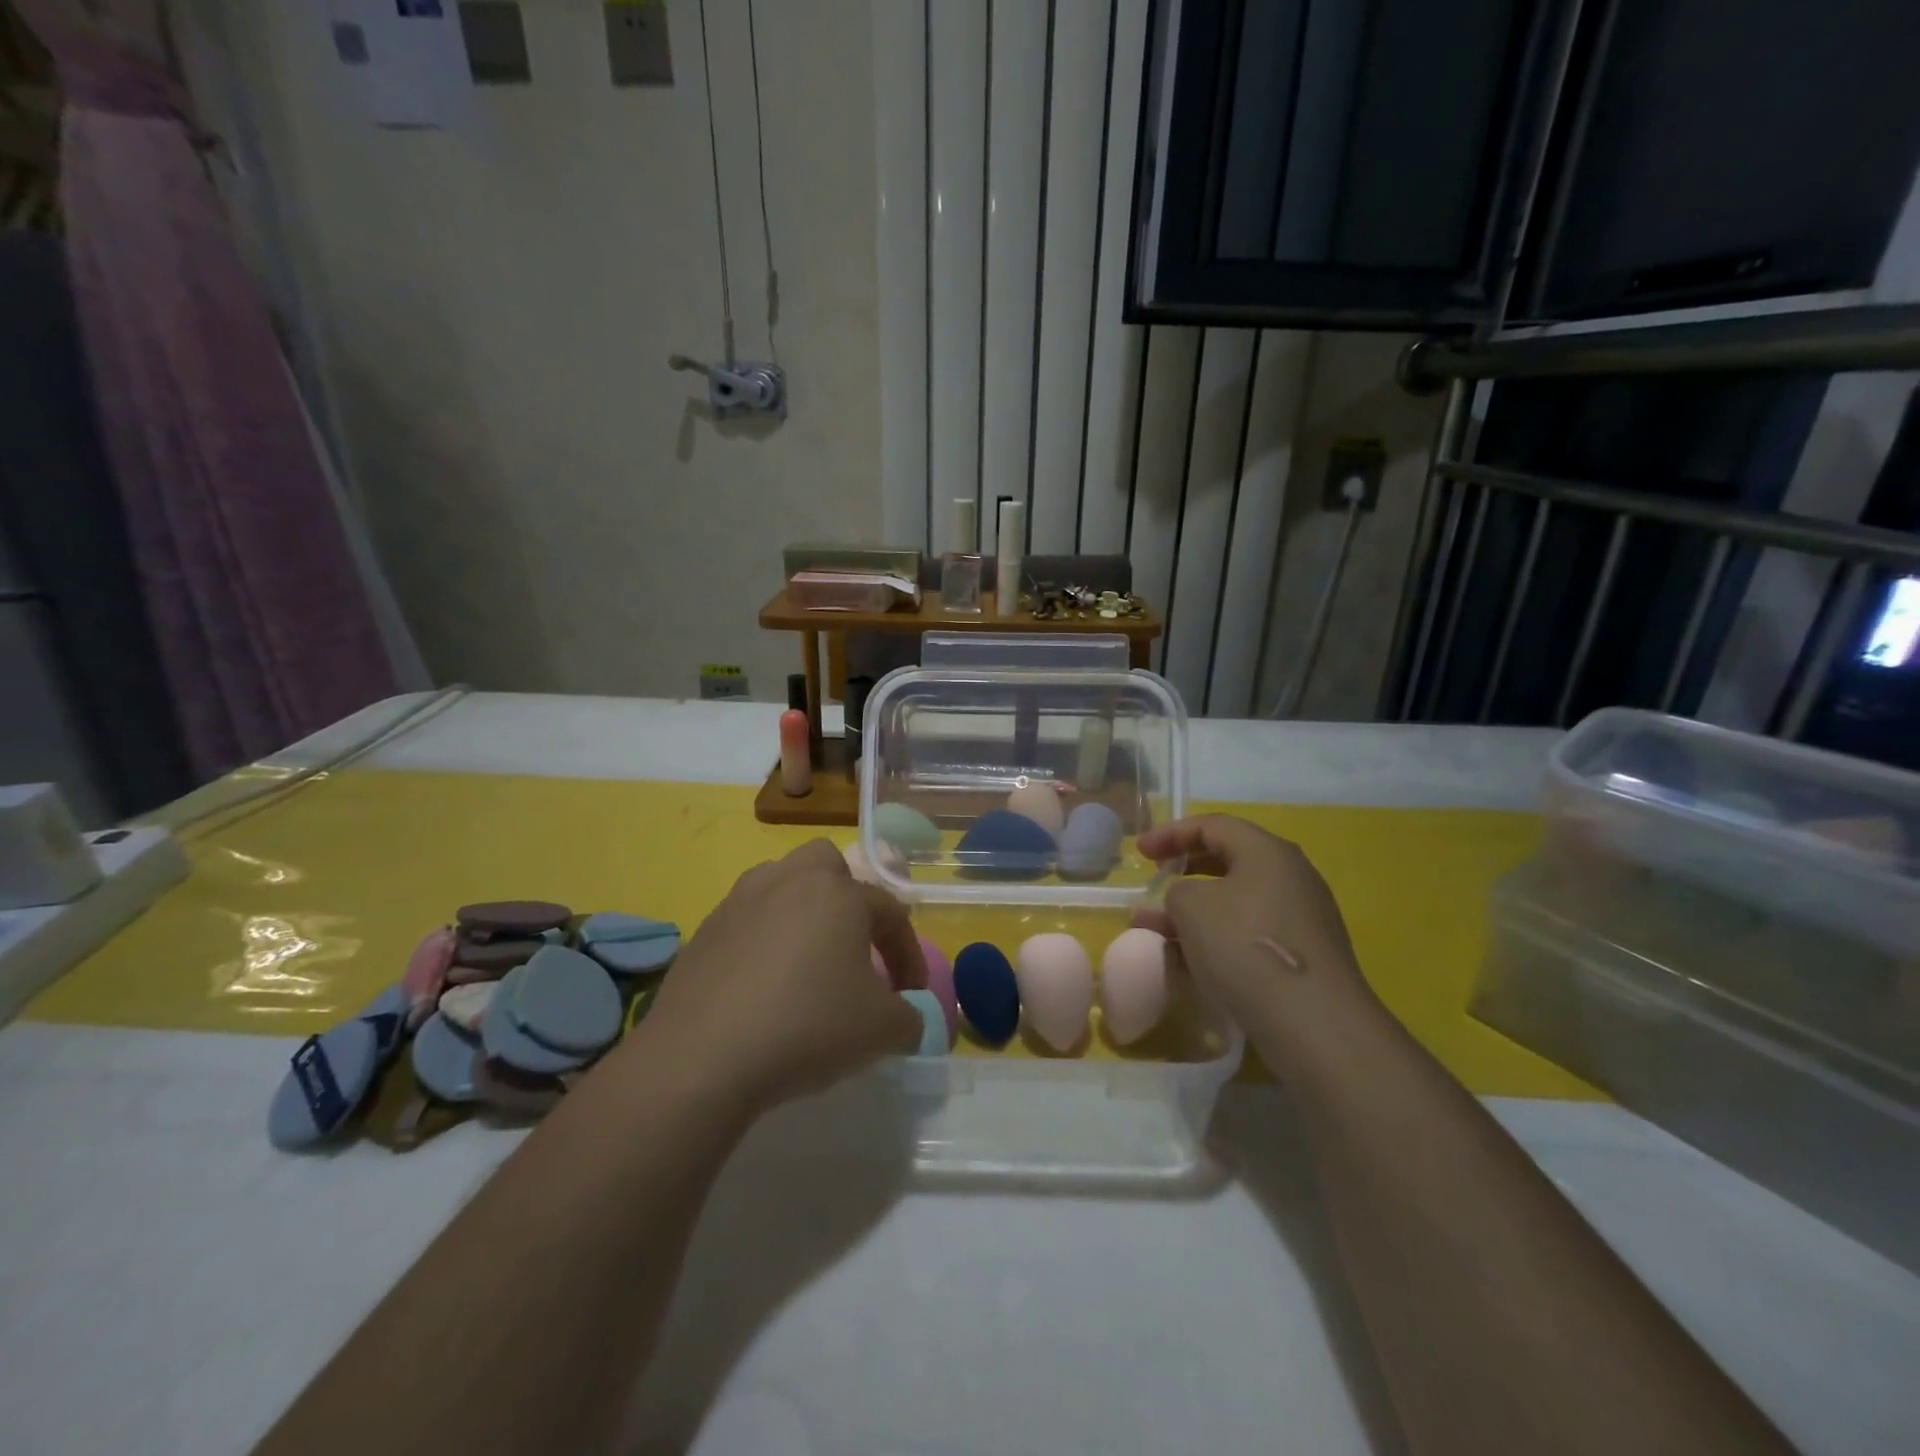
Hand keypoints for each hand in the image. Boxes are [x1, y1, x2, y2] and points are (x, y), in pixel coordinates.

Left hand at [629, 840, 927, 1116]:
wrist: (701, 1058)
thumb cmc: (807, 1027)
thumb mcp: (881, 1031)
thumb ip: (910, 1018)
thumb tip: (909, 1017)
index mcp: (839, 893)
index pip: (890, 912)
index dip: (908, 954)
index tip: (911, 997)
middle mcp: (789, 881)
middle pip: (826, 865)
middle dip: (846, 897)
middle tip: (852, 946)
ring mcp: (740, 901)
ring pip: (780, 884)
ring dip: (800, 912)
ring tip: (806, 961)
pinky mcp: (703, 930)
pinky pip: (746, 921)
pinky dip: (762, 942)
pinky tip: (761, 987)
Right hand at [1137, 815, 1379, 1072]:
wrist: (1314, 1023)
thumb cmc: (1245, 947)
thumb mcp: (1191, 907)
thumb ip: (1176, 891)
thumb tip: (1185, 902)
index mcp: (1267, 852)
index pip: (1213, 825)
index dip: (1170, 833)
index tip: (1140, 853)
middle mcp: (1290, 877)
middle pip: (1228, 860)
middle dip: (1183, 872)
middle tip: (1154, 882)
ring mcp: (1300, 919)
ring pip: (1234, 902)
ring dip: (1192, 912)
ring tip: (1155, 932)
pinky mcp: (1300, 957)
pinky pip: (1247, 934)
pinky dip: (1214, 939)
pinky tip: (1185, 963)